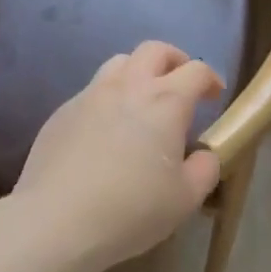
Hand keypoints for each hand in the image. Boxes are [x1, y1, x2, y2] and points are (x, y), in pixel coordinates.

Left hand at [13, 41, 224, 270]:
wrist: (56, 221)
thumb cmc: (131, 209)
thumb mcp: (185, 199)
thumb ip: (205, 169)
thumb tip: (205, 154)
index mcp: (166, 101)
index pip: (196, 71)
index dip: (210, 78)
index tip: (214, 94)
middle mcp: (129, 85)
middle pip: (154, 50)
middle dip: (174, 60)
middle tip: (180, 82)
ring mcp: (90, 95)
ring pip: (118, 63)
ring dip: (138, 72)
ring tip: (142, 99)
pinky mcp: (62, 112)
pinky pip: (91, 92)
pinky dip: (107, 99)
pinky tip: (105, 131)